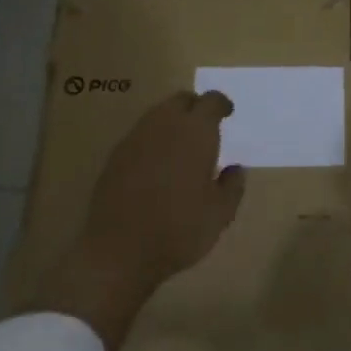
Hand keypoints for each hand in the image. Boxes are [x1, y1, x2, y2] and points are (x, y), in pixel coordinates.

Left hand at [27, 91, 245, 350]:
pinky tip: (156, 164)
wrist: (119, 251)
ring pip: (158, 114)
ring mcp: (136, 138)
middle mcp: (165, 124)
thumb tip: (235, 169)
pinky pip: (140, 135)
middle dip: (195, 107)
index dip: (221, 104)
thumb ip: (232, 185)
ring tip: (181, 145)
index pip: (211, 101)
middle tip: (205, 126)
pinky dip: (153, 140)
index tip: (228, 113)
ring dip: (172, 121)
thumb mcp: (220, 213)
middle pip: (181, 100)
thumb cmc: (179, 229)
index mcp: (196, 131)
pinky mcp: (115, 155)